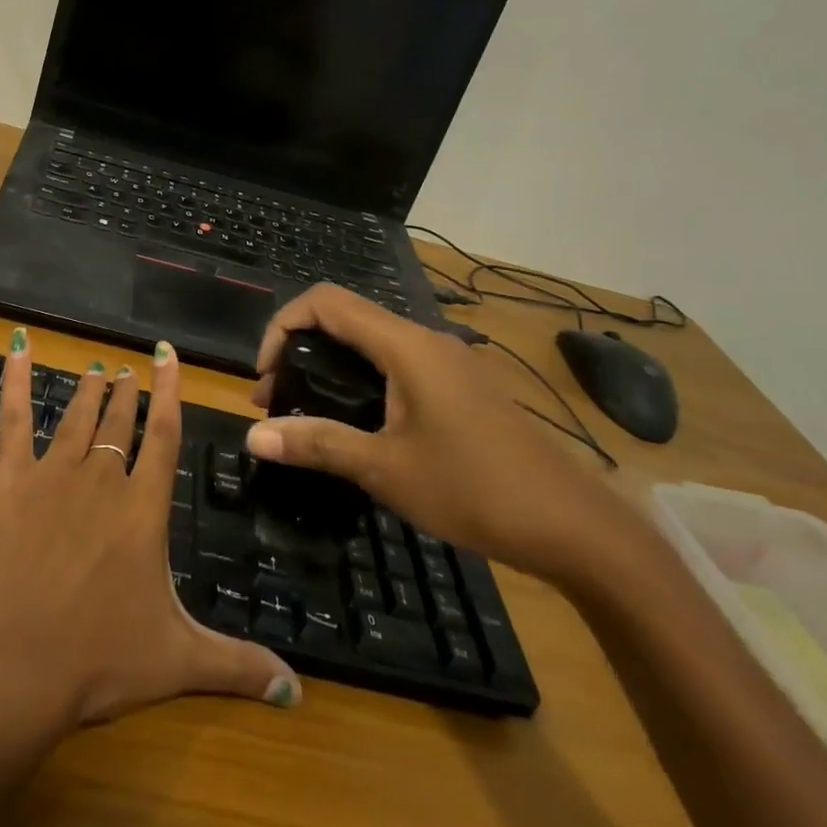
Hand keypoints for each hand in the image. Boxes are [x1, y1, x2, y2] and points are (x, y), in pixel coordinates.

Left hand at [0, 331, 301, 729]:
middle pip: (121, 423)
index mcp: (143, 509)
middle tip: (129, 369)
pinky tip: (16, 348)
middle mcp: (102, 480)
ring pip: (78, 418)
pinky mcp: (11, 483)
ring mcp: (53, 476)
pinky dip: (15, 381)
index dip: (169, 392)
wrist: (14, 668)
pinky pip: (14, 421)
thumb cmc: (99, 660)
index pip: (164, 435)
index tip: (167, 354)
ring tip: (98, 370)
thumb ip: (239, 666)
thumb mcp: (178, 663)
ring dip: (90, 392)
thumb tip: (298, 691)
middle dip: (128, 393)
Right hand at [245, 285, 627, 582]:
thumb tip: (253, 437)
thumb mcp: (385, 469)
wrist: (573, 525)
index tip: (265, 375)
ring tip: (306, 413)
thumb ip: (317, 444)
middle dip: (300, 348)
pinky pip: (397, 364)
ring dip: (330, 365)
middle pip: (346, 318)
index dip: (283, 325)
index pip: (326, 302)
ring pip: (372, 342)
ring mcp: (448, 362)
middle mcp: (425, 340)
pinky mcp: (461, 386)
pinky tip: (358, 423)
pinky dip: (361, 379)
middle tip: (275, 399)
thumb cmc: (474, 489)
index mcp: (405, 346)